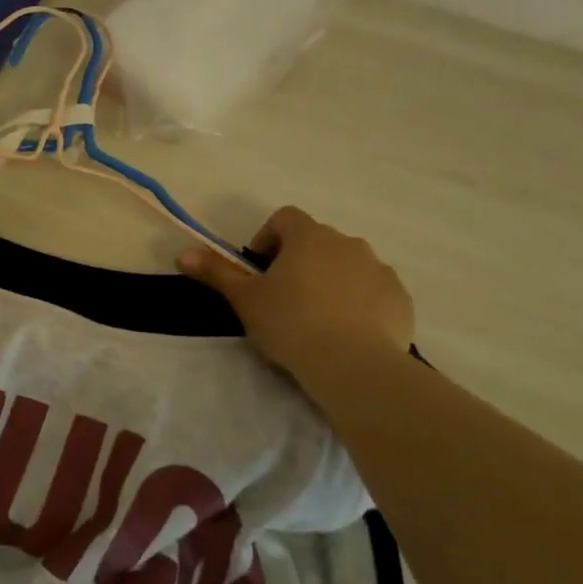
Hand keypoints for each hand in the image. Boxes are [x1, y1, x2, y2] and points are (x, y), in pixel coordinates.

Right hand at [179, 208, 413, 371]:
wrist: (354, 364)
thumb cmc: (291, 324)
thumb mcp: (245, 300)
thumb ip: (216, 273)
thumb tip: (183, 253)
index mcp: (309, 237)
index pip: (285, 218)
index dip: (268, 238)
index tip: (259, 269)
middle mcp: (348, 243)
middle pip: (317, 242)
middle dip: (300, 262)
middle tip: (284, 298)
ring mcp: (379, 269)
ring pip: (347, 266)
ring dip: (330, 280)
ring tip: (316, 318)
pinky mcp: (399, 298)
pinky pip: (373, 291)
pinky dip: (358, 302)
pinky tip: (346, 332)